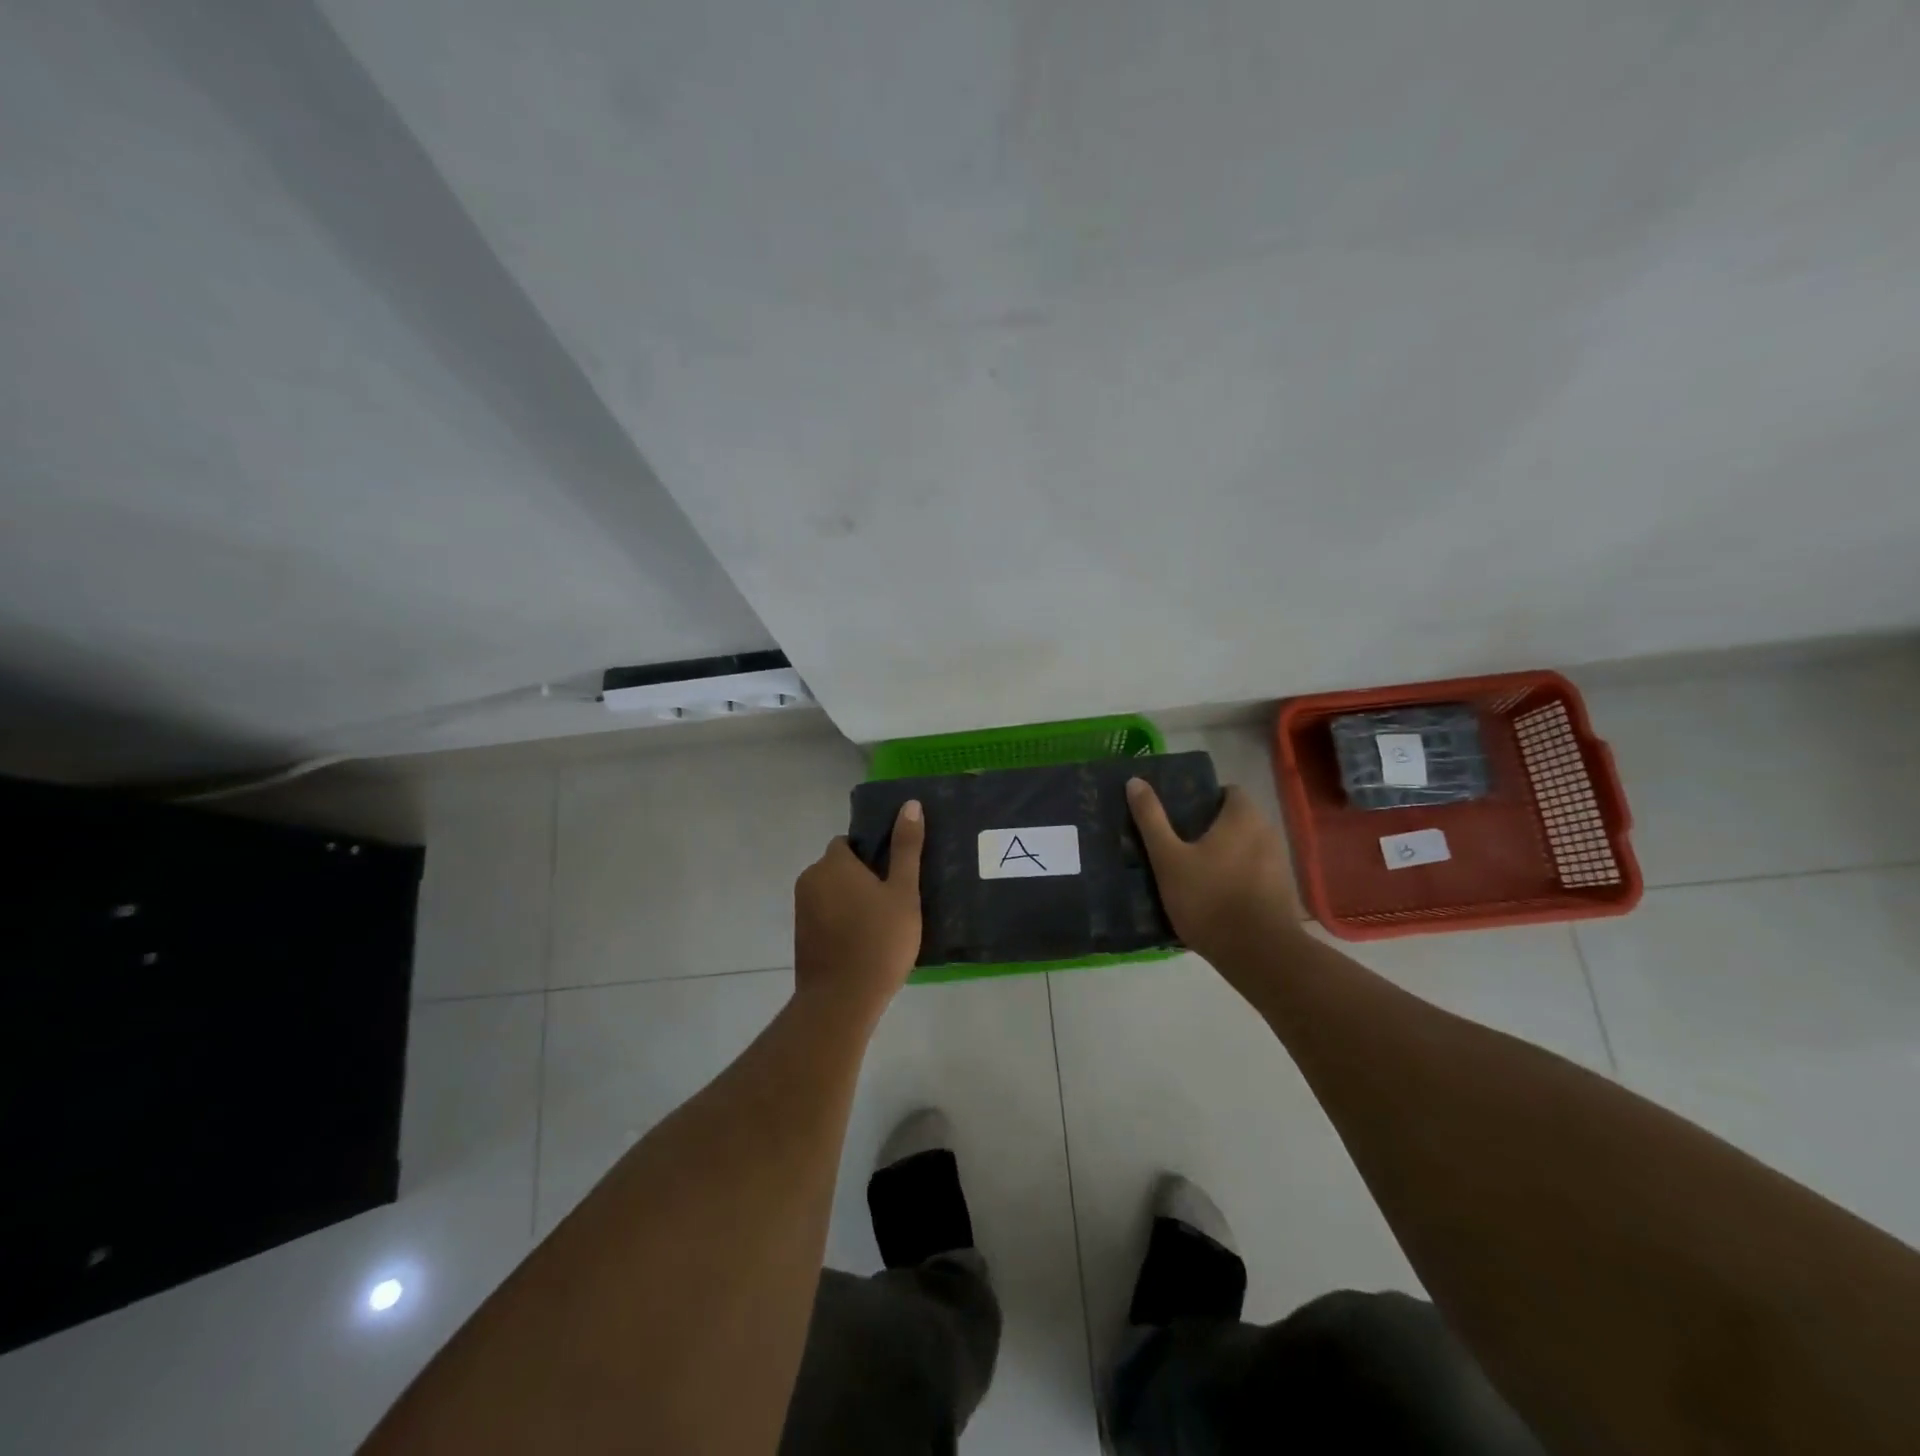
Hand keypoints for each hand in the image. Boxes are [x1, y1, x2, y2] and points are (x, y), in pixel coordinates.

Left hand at [793, 800, 924, 1019]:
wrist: (841, 1000)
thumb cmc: (879, 941)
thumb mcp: (903, 892)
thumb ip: (906, 848)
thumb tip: (911, 804)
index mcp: (833, 863)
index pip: (848, 843)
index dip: (871, 854)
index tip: (893, 875)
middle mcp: (810, 879)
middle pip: (839, 867)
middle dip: (862, 877)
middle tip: (893, 900)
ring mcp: (801, 909)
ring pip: (832, 892)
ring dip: (851, 900)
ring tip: (881, 923)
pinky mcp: (801, 936)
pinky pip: (824, 915)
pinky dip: (840, 920)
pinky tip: (863, 941)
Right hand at [1127, 779, 1304, 974]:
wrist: (1259, 954)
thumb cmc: (1209, 898)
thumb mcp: (1168, 858)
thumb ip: (1151, 819)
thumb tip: (1135, 781)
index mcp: (1243, 816)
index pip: (1227, 791)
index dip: (1203, 799)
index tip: (1178, 815)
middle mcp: (1267, 832)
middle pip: (1235, 819)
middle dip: (1209, 828)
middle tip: (1177, 843)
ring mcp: (1279, 862)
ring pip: (1245, 847)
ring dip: (1224, 854)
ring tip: (1192, 871)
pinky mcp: (1282, 891)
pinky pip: (1254, 872)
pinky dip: (1236, 876)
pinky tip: (1214, 896)